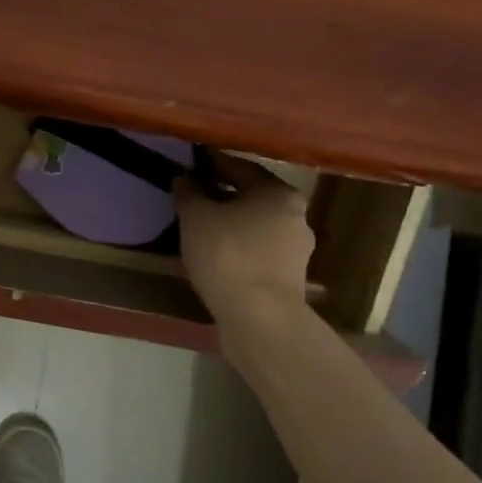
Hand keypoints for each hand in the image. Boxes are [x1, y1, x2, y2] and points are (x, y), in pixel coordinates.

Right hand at [175, 156, 315, 339]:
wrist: (259, 318)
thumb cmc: (228, 256)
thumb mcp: (196, 218)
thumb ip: (189, 194)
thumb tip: (185, 179)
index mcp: (279, 193)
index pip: (241, 168)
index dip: (213, 165)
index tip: (192, 166)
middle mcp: (296, 215)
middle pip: (253, 197)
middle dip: (224, 197)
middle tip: (194, 199)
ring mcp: (297, 249)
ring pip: (257, 227)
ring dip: (232, 225)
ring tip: (203, 231)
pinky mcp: (290, 277)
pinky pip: (259, 252)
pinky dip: (239, 250)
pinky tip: (218, 258)